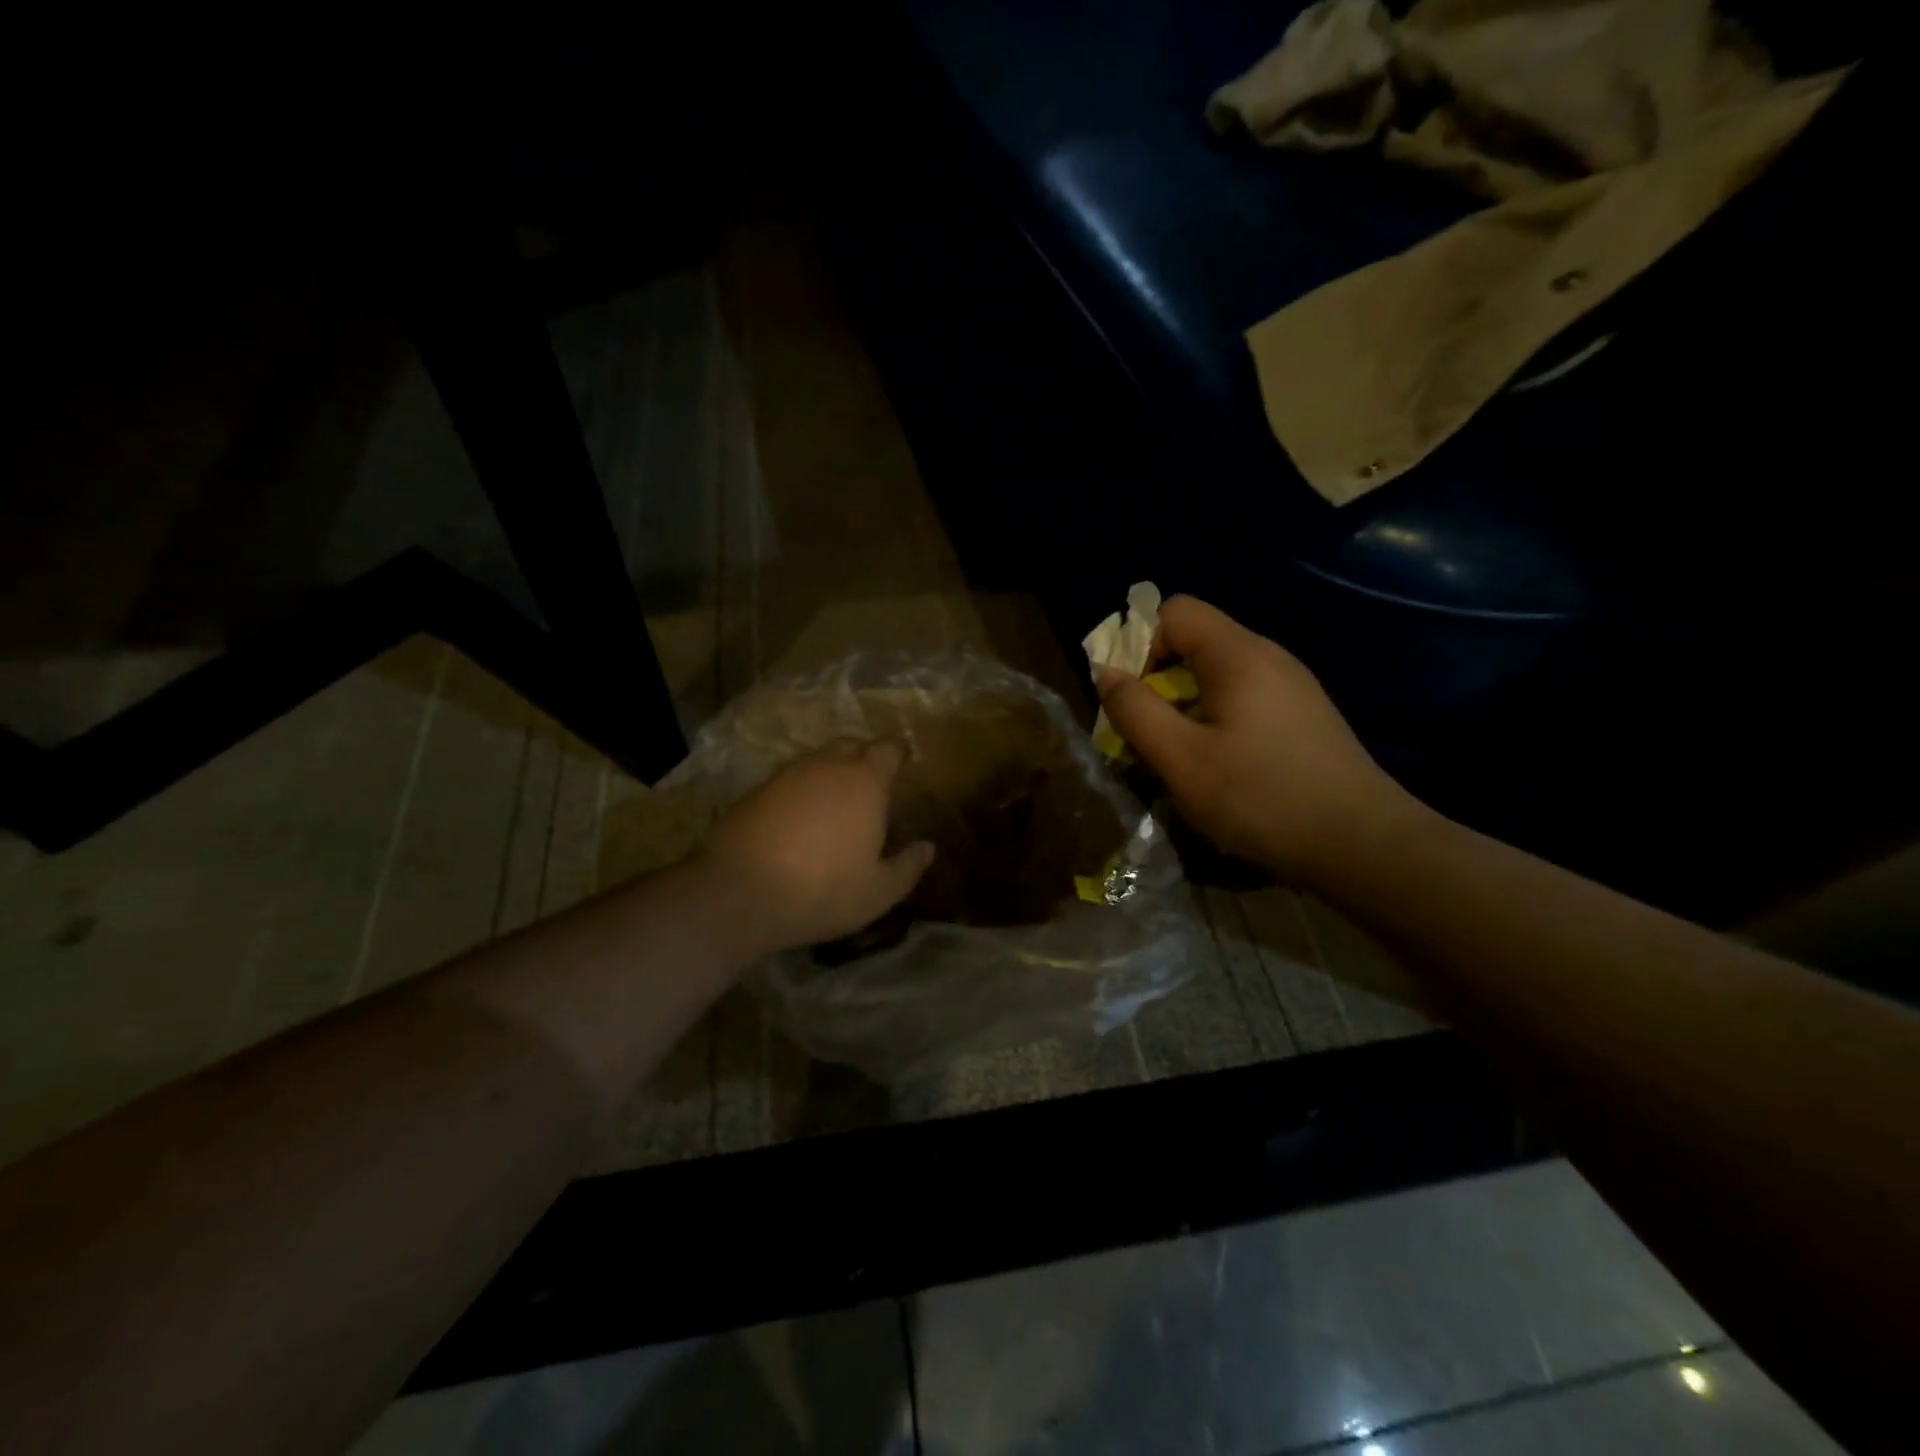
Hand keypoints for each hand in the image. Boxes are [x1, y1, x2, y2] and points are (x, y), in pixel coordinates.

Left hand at [695, 739, 935, 955]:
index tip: (904, 765)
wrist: (738, 893)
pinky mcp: (756, 790)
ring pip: (817, 760)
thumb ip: (908, 866)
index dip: (898, 754)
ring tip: (834, 804)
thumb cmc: (822, 890)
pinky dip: (800, 791)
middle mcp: (827, 766)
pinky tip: (799, 820)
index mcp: (864, 781)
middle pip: (851, 745)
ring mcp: (787, 775)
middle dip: (864, 757)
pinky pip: (789, 780)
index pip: (888, 748)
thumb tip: (928, 848)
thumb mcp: (878, 892)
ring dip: (830, 773)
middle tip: (871, 785)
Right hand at [1096, 596, 1422, 880]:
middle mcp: (1269, 657)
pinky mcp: (1304, 716)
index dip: (1141, 643)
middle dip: (1158, 681)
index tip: (1133, 696)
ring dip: (1185, 706)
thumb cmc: (1260, 797)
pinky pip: (1244, 699)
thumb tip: (1106, 673)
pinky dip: (1216, 720)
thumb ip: (1135, 710)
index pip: (1175, 611)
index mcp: (1238, 655)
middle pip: (1196, 641)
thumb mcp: (1180, 759)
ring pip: (1218, 675)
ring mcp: (1293, 687)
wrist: (1360, 844)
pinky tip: (1221, 768)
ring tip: (1180, 756)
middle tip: (1148, 733)